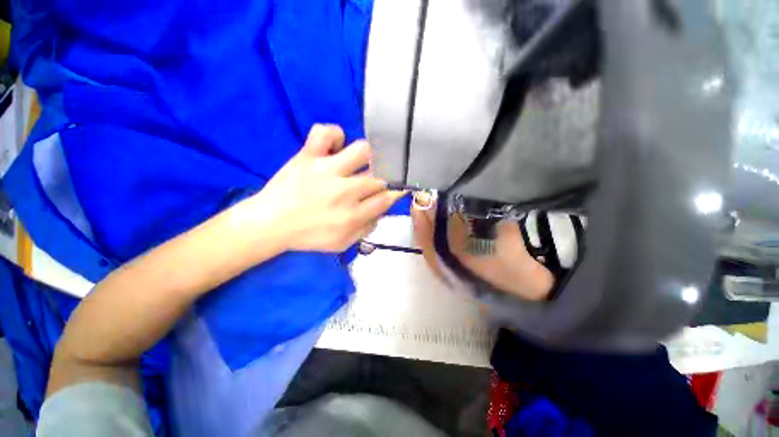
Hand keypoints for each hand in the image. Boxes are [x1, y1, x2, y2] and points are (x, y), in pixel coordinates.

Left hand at [251, 124, 403, 252]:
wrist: (270, 224)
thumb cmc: (308, 236)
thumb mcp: (342, 244)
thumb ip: (366, 230)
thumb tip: (380, 212)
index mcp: (352, 215)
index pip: (385, 199)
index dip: (392, 194)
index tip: (389, 192)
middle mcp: (344, 191)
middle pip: (378, 178)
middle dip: (379, 181)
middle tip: (370, 183)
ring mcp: (326, 170)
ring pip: (362, 151)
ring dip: (366, 157)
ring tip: (357, 164)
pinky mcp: (308, 156)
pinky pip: (326, 132)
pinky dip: (334, 135)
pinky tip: (335, 147)